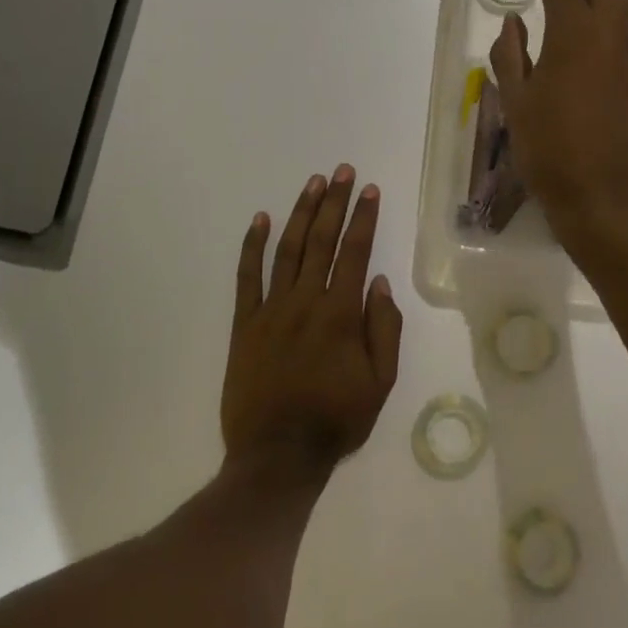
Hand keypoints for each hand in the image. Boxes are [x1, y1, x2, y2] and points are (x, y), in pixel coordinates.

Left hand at [223, 165, 403, 482]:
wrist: (277, 455)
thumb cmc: (336, 420)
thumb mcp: (380, 383)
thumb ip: (384, 330)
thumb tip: (380, 283)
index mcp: (340, 315)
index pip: (355, 253)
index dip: (364, 218)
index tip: (370, 190)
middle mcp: (305, 302)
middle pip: (322, 241)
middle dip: (334, 203)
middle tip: (342, 172)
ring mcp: (270, 310)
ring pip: (287, 250)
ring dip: (301, 214)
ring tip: (313, 183)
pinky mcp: (243, 324)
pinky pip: (247, 278)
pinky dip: (252, 246)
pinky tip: (260, 220)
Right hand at [490, 0, 627, 254]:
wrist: (603, 194)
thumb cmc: (549, 150)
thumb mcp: (515, 102)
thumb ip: (509, 53)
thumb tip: (513, 22)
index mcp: (574, 34)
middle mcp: (610, 31)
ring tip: (565, 8)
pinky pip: (627, 23)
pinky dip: (606, 13)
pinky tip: (582, 41)